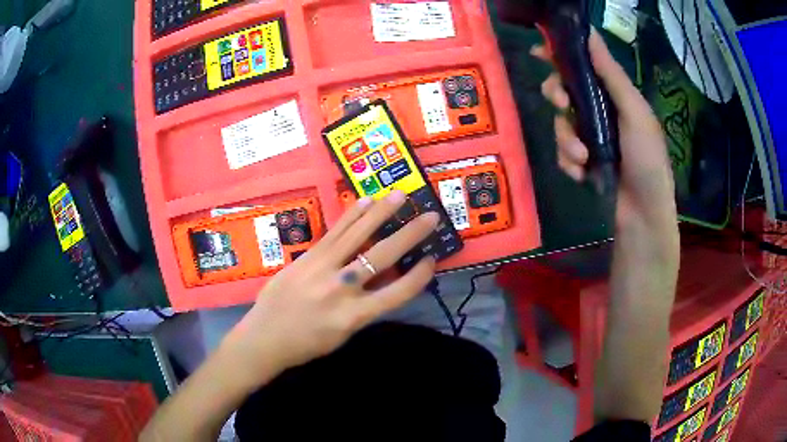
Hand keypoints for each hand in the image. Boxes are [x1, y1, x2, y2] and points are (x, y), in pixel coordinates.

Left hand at [221, 190, 438, 389]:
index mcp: (354, 316)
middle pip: (383, 256)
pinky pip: (334, 232)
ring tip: (400, 196)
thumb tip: (384, 279)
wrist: (265, 337)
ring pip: (357, 235)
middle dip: (411, 234)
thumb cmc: (307, 344)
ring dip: (381, 213)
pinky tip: (366, 202)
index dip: (419, 275)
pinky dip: (352, 216)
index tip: (431, 259)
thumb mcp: (344, 334)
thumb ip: (366, 308)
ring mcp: (322, 268)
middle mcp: (341, 289)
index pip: (398, 293)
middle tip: (431, 216)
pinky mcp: (307, 257)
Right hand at [532, 29, 676, 232]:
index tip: (540, 52)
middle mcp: (600, 111)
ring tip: (583, 158)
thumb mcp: (634, 112)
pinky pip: (562, 152)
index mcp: (614, 95)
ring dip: (566, 140)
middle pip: (564, 90)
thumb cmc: (647, 160)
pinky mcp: (583, 161)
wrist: (642, 216)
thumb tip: (589, 33)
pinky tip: (582, 175)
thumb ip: (611, 74)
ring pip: (560, 123)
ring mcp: (590, 137)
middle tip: (562, 105)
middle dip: (557, 95)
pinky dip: (569, 163)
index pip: (583, 66)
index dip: (560, 55)